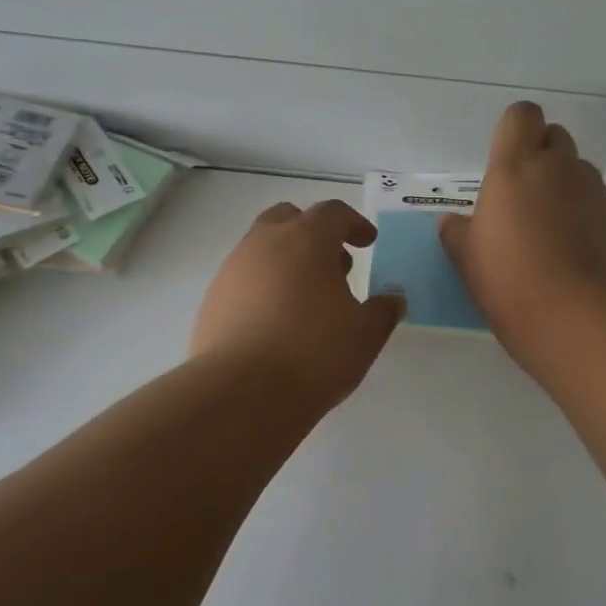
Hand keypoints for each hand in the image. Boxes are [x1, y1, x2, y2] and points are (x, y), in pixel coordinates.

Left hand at [192, 200, 405, 411]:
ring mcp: (232, 270)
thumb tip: (393, 299)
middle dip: (313, 233)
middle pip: (289, 218)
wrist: (241, 393)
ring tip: (307, 299)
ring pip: (262, 248)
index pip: (332, 213)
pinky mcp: (213, 300)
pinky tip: (277, 322)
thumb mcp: (365, 335)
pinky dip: (264, 287)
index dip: (354, 223)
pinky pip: (244, 279)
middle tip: (334, 265)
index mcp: (306, 239)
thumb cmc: (313, 353)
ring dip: (287, 261)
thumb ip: (383, 311)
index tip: (367, 242)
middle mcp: (264, 244)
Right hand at [440, 102, 605, 353]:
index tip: (504, 158)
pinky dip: (583, 216)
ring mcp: (593, 193)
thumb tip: (452, 222)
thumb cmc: (507, 277)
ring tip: (548, 228)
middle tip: (522, 194)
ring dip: (564, 185)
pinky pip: (595, 205)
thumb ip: (457, 231)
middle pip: (555, 136)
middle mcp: (559, 167)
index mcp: (516, 165)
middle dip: (541, 154)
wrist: (574, 315)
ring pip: (578, 171)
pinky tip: (570, 252)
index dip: (515, 129)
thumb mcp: (465, 256)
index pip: (522, 115)